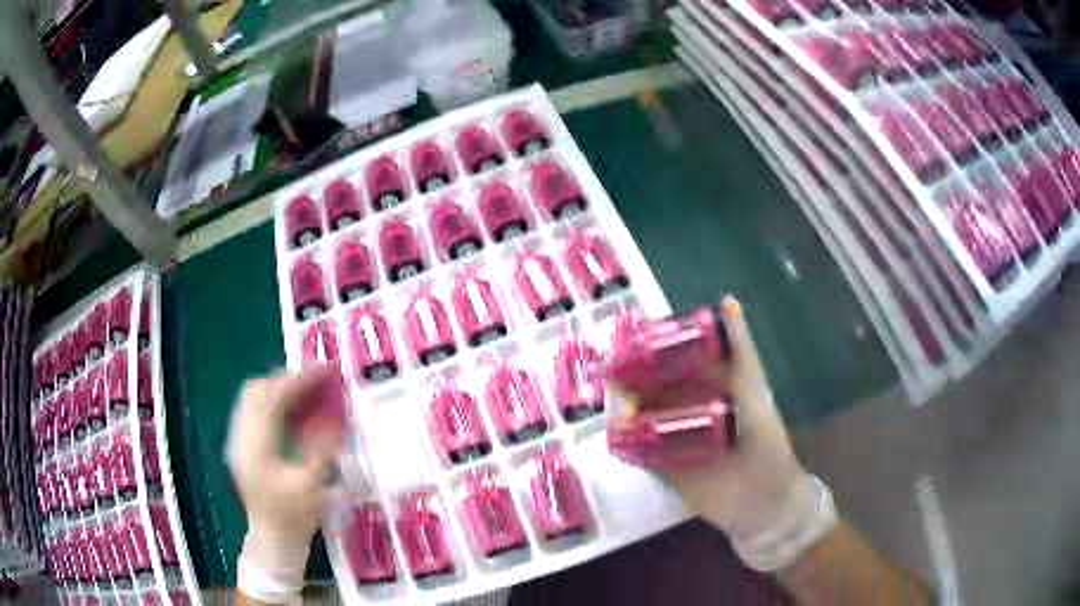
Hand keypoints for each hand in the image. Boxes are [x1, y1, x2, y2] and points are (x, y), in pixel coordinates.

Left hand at [228, 366, 344, 602]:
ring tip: (310, 390)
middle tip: (319, 379)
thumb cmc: (294, 518)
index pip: (271, 398)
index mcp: (255, 447)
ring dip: (282, 389)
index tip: (325, 370)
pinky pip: (256, 411)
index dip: (298, 380)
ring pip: (254, 398)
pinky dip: (276, 403)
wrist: (273, 540)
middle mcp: (241, 437)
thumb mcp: (313, 487)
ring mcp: (239, 440)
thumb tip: (335, 414)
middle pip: (257, 391)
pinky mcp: (244, 445)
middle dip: (288, 379)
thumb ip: (322, 448)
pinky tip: (296, 410)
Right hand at [614, 297, 819, 557]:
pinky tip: (616, 436)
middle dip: (629, 380)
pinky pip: (637, 452)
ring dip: (626, 411)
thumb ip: (740, 349)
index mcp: (705, 385)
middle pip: (649, 387)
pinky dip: (625, 443)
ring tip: (621, 410)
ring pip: (640, 418)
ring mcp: (672, 439)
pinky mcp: (662, 467)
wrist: (762, 499)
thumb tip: (727, 299)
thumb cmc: (765, 440)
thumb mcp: (753, 389)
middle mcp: (685, 407)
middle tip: (614, 376)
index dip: (650, 348)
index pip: (672, 359)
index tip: (630, 338)